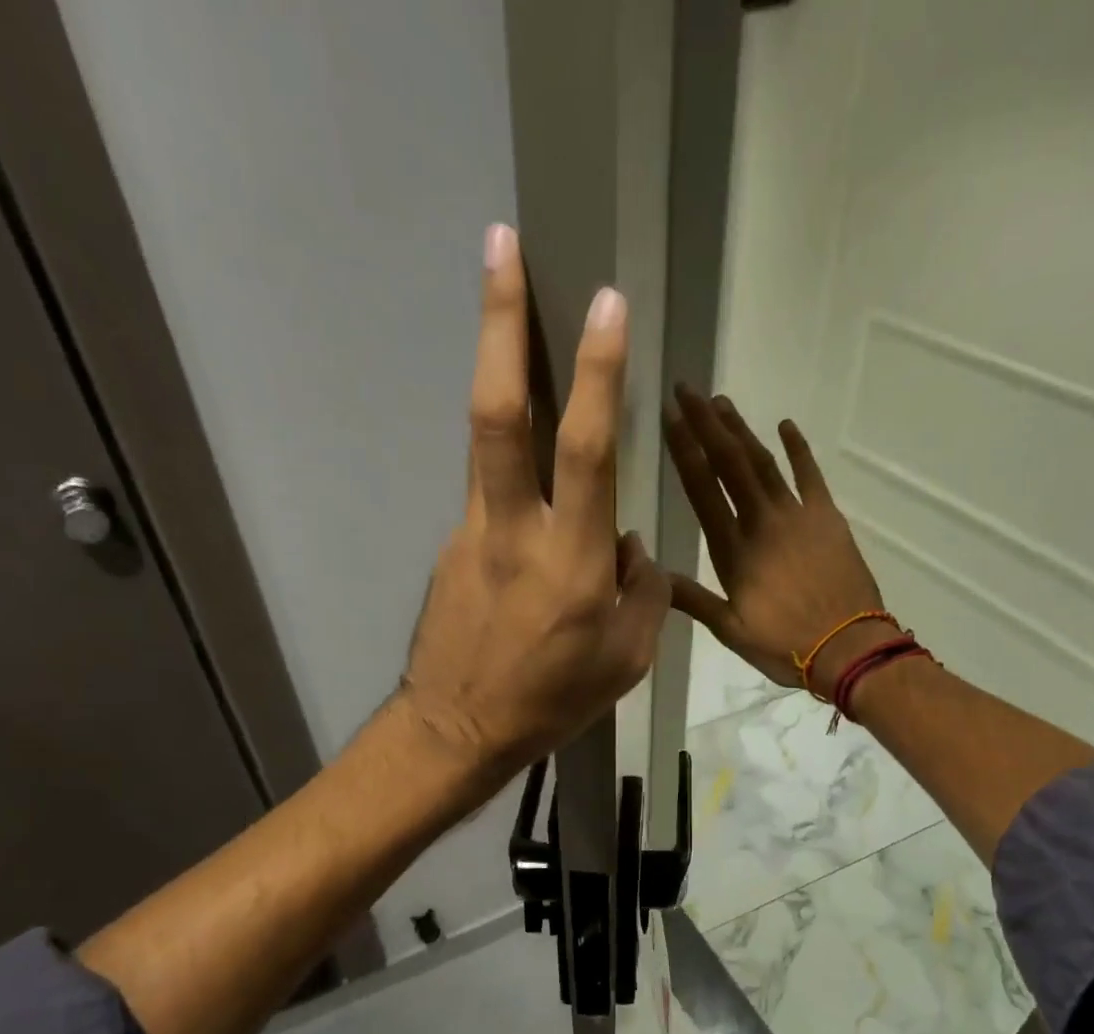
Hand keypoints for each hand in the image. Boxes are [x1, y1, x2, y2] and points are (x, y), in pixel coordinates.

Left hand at [399, 224, 670, 779]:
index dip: (597, 372)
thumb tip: (627, 543)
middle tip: (498, 243)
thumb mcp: (627, 659)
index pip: (586, 449)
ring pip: (486, 441)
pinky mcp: (451, 545)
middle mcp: (515, 531)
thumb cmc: (553, 701)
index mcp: (571, 562)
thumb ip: (641, 591)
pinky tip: (530, 512)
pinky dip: (515, 481)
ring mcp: (471, 533)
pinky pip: (492, 497)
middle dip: (498, 321)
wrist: (458, 731)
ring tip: (506, 311)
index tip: (606, 303)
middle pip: (498, 412)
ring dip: (496, 369)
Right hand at [663, 387, 887, 696]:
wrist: (848, 647)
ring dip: (741, 430)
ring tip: (720, 402)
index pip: (702, 489)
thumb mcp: (730, 630)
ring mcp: (797, 515)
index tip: (668, 417)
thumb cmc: (784, 644)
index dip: (684, 450)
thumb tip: (651, 576)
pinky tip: (785, 426)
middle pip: (729, 463)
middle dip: (705, 424)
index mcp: (732, 551)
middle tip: (687, 391)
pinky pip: (810, 475)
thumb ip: (692, 600)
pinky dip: (797, 449)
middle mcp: (761, 522)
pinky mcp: (827, 517)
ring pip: (763, 462)